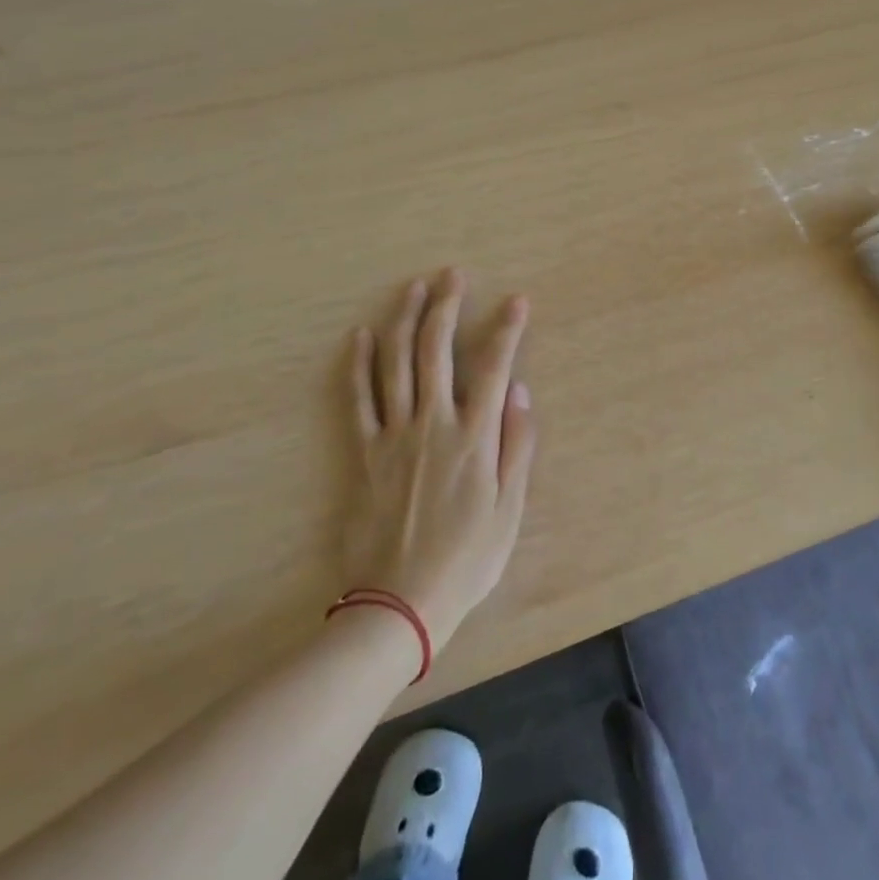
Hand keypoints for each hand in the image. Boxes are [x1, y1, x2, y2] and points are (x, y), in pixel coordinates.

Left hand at [336, 269, 538, 652]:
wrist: (399, 605)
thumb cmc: (466, 560)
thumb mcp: (509, 510)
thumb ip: (517, 446)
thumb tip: (519, 392)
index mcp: (473, 437)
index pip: (493, 367)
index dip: (506, 329)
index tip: (516, 300)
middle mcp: (432, 424)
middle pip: (436, 350)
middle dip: (446, 306)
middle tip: (453, 274)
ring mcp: (394, 435)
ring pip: (396, 363)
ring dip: (405, 319)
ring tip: (413, 287)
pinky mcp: (364, 453)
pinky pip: (358, 399)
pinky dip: (359, 364)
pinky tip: (361, 335)